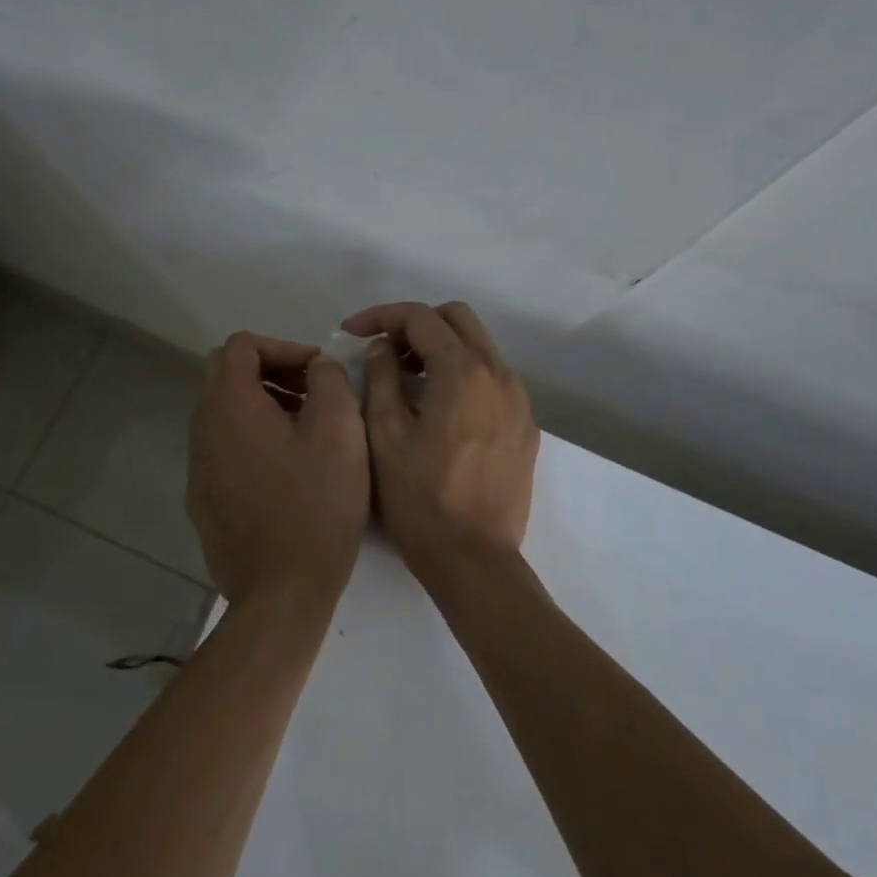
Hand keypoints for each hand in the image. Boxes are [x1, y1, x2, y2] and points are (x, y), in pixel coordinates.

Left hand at [186, 331, 369, 609]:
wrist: (280, 592)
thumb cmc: (316, 505)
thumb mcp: (340, 431)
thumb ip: (329, 380)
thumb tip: (317, 366)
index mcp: (230, 406)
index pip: (241, 346)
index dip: (283, 346)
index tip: (317, 370)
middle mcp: (203, 429)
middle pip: (227, 375)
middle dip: (271, 372)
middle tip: (312, 393)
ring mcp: (198, 467)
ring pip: (224, 413)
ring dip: (262, 406)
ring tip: (305, 430)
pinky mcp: (203, 499)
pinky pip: (223, 448)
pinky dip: (251, 438)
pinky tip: (286, 470)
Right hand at [343, 301, 539, 588]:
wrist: (474, 560)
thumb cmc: (421, 497)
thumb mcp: (385, 433)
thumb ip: (381, 376)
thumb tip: (384, 348)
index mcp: (464, 370)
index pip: (421, 317)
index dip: (381, 316)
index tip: (351, 332)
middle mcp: (499, 374)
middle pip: (457, 319)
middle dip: (416, 324)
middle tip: (382, 351)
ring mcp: (518, 401)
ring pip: (479, 347)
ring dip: (440, 348)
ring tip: (405, 379)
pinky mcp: (525, 427)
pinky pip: (492, 379)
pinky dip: (462, 375)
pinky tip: (438, 408)